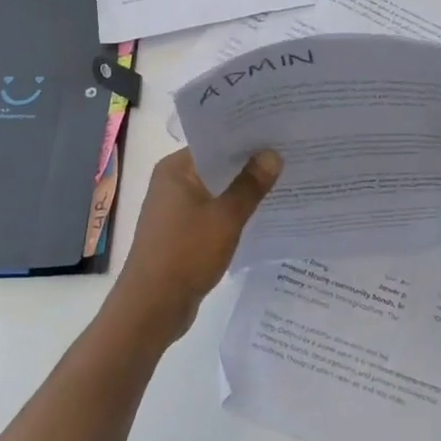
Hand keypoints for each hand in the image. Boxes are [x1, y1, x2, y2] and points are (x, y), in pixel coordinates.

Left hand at [110, 147, 281, 340]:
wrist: (151, 308)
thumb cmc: (186, 254)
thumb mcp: (226, 217)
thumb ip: (250, 184)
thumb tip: (272, 154)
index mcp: (176, 168)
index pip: (215, 140)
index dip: (246, 136)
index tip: (278, 131)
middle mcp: (172, 182)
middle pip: (217, 164)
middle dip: (249, 162)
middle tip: (288, 153)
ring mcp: (175, 208)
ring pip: (216, 189)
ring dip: (242, 188)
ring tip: (283, 179)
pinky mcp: (182, 232)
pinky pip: (213, 210)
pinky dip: (233, 210)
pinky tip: (261, 212)